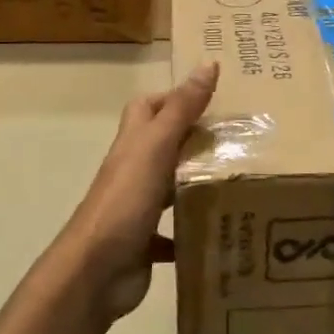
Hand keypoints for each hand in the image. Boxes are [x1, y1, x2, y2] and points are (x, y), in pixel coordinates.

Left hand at [53, 62, 217, 321]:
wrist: (96, 271)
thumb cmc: (126, 200)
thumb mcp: (157, 146)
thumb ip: (182, 108)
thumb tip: (207, 63)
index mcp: (134, 143)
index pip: (148, 107)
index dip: (174, 97)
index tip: (212, 99)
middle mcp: (133, 170)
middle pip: (162, 145)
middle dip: (194, 140)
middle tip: (238, 140)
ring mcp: (137, 207)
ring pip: (170, 187)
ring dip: (196, 183)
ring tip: (237, 180)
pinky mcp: (145, 243)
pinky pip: (173, 233)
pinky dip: (192, 231)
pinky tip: (219, 230)